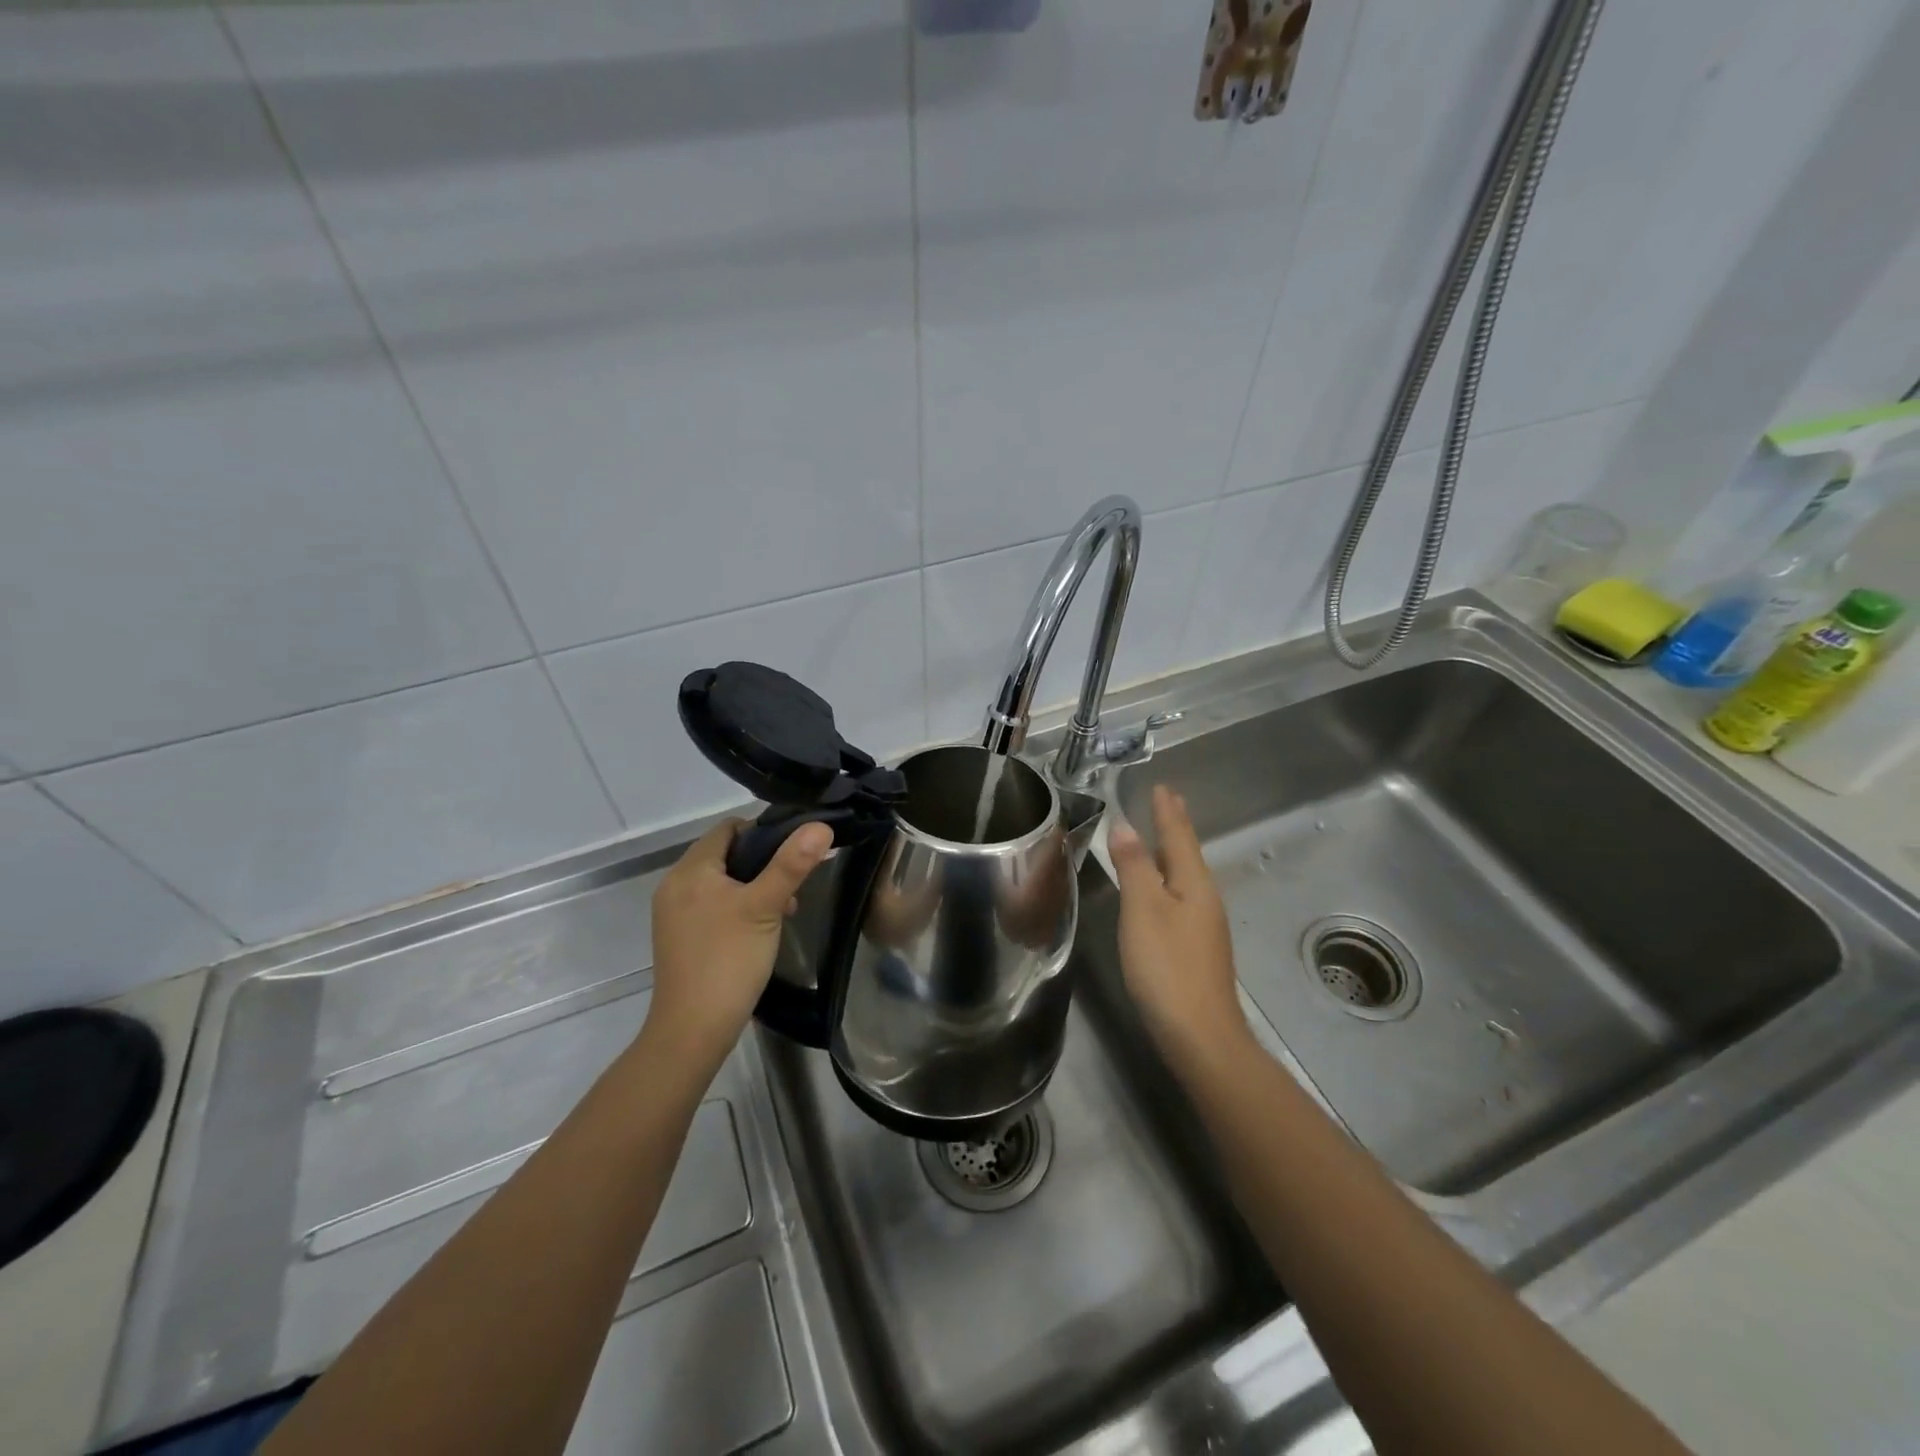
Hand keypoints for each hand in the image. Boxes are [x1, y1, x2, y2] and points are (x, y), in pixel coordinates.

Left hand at [647, 818, 832, 1066]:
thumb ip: (791, 864)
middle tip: (793, 885)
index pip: (729, 828)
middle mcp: (675, 885)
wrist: (693, 1031)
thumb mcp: (765, 907)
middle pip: (725, 854)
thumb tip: (820, 826)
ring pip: (722, 882)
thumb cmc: (728, 960)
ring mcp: (674, 914)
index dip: (764, 832)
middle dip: (763, 863)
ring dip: (753, 887)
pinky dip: (737, 907)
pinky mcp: (680, 937)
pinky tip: (760, 929)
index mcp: (690, 870)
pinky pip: (713, 905)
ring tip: (783, 909)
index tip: (795, 852)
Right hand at [1109, 784, 1250, 1077]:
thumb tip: (1126, 826)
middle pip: (1187, 854)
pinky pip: (1181, 897)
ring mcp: (1204, 925)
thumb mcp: (1143, 910)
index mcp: (1194, 883)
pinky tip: (1160, 890)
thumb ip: (1134, 866)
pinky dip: (1168, 879)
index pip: (1178, 836)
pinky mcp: (1197, 948)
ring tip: (1160, 837)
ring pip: (1185, 876)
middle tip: (1168, 802)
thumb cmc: (1167, 965)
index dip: (1167, 812)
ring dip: (1172, 853)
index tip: (1163, 787)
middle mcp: (1205, 898)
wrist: (1200, 1034)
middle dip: (1175, 828)